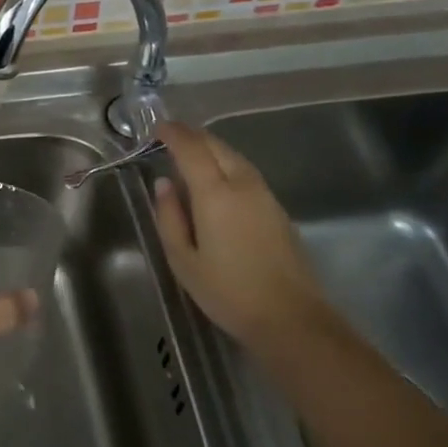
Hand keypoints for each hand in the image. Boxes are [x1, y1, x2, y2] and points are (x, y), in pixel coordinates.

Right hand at [152, 122, 329, 351]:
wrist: (291, 318)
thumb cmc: (227, 292)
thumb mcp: (183, 259)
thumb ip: (169, 217)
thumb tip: (164, 184)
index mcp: (216, 193)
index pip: (192, 149)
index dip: (173, 133)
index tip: (156, 127)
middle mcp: (242, 184)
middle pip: (216, 146)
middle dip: (192, 136)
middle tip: (170, 136)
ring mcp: (265, 195)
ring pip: (234, 156)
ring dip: (211, 148)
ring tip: (190, 154)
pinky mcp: (277, 209)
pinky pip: (246, 172)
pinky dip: (226, 163)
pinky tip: (216, 178)